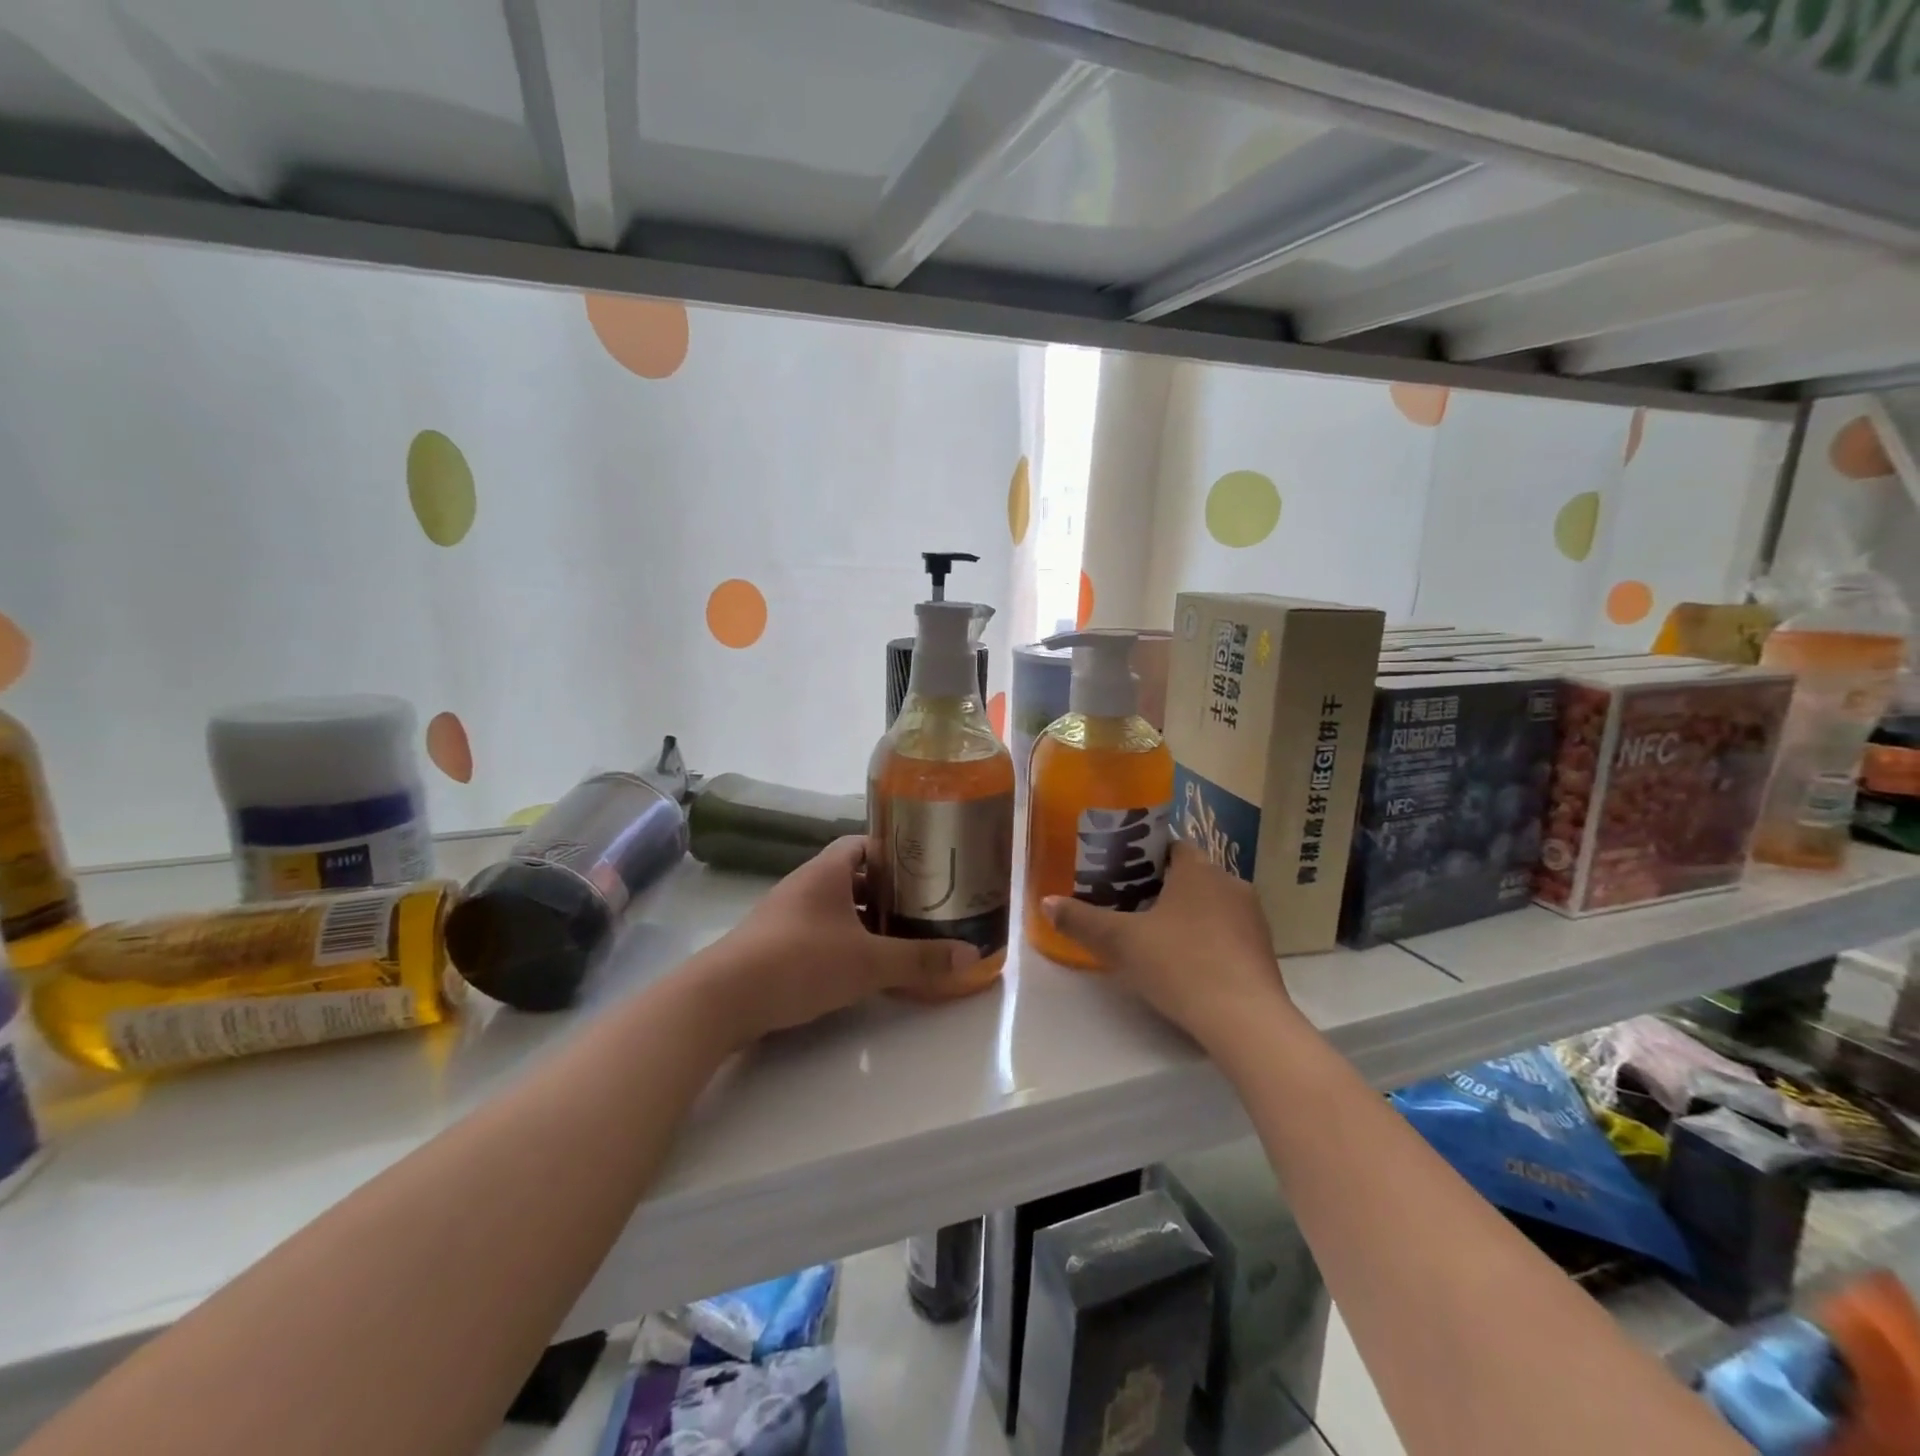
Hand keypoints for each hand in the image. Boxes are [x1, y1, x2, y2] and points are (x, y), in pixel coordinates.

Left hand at [695, 837, 980, 1045]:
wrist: (723, 998)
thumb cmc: (800, 962)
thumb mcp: (869, 962)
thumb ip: (920, 959)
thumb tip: (973, 954)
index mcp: (826, 871)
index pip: (864, 843)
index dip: (895, 850)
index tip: (925, 865)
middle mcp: (805, 884)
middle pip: (853, 875)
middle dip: (887, 889)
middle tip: (923, 905)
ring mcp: (785, 914)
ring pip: (835, 906)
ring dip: (865, 918)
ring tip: (900, 935)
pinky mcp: (774, 944)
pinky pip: (819, 931)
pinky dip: (843, 940)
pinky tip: (861, 964)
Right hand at [1043, 840, 1294, 1049]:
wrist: (1245, 1021)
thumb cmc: (1180, 965)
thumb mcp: (1120, 942)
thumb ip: (1082, 920)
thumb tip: (1047, 902)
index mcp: (1198, 869)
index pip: (1170, 845)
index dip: (1142, 855)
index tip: (1118, 872)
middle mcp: (1230, 883)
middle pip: (1189, 874)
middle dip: (1160, 886)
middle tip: (1126, 905)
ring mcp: (1252, 918)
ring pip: (1210, 903)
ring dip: (1185, 913)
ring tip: (1152, 935)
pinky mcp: (1263, 951)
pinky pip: (1227, 931)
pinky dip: (1206, 938)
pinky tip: (1186, 963)